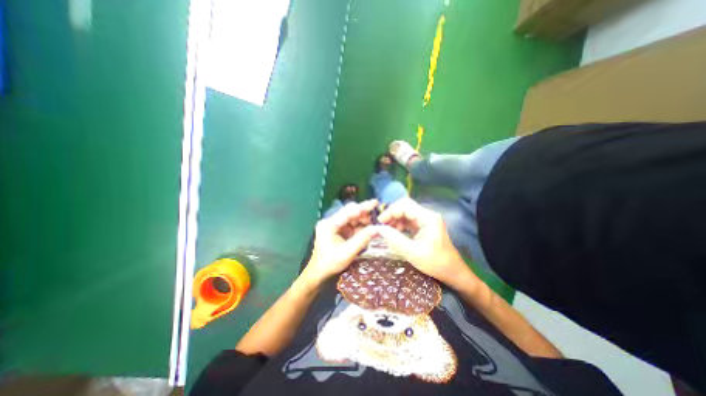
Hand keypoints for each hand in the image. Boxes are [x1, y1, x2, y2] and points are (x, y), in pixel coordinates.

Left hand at [301, 199, 379, 288]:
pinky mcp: (339, 230)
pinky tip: (368, 230)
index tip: (375, 203)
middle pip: (350, 213)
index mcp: (329, 224)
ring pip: (353, 218)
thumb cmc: (330, 263)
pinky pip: (352, 225)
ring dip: (364, 221)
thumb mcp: (347, 252)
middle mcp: (331, 221)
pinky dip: (361, 227)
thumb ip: (362, 239)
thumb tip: (377, 229)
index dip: (363, 207)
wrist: (319, 272)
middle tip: (377, 219)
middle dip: (364, 215)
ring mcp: (335, 225)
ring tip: (375, 225)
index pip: (348, 212)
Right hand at [378, 200, 477, 289]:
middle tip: (381, 226)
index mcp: (428, 218)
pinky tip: (393, 233)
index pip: (405, 205)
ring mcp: (425, 221)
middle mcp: (427, 215)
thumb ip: (394, 239)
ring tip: (385, 230)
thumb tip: (378, 229)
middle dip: (391, 215)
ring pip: (405, 214)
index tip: (380, 222)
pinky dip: (399, 226)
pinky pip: (408, 221)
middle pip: (404, 207)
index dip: (391, 211)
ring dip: (394, 220)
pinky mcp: (423, 227)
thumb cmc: (436, 263)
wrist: (452, 272)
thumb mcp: (412, 252)